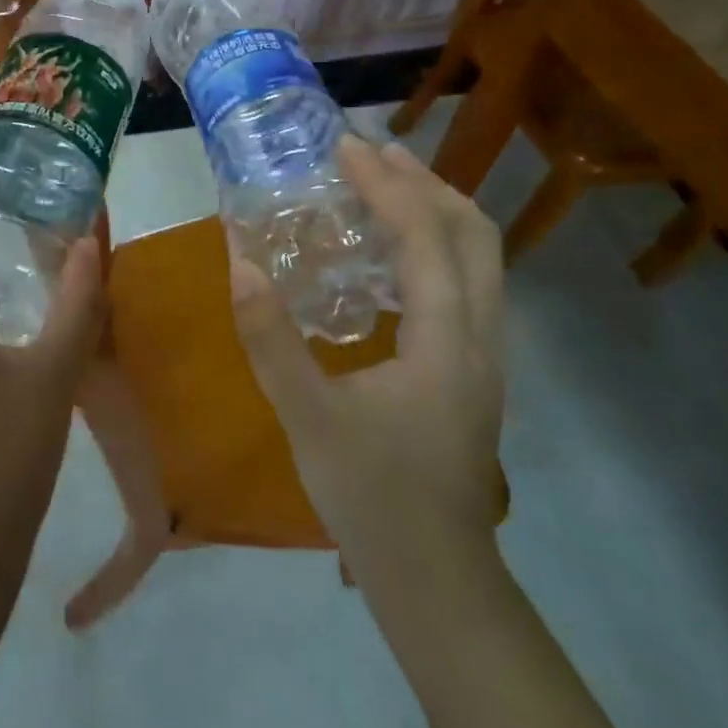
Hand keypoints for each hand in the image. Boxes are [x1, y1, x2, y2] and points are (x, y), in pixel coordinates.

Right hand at [229, 134, 505, 591]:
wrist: (436, 578)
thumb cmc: (372, 497)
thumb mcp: (307, 417)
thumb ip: (270, 338)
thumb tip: (240, 261)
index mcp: (447, 342)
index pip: (427, 237)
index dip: (388, 185)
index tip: (347, 149)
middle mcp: (483, 337)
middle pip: (475, 233)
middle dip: (425, 182)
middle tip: (373, 154)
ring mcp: (487, 354)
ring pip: (482, 257)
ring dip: (436, 209)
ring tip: (385, 185)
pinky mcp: (476, 369)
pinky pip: (470, 282)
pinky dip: (437, 244)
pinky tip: (392, 254)